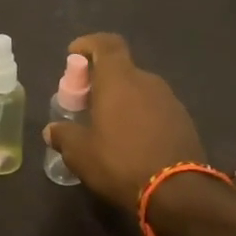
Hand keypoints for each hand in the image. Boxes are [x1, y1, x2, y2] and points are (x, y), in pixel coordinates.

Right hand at [43, 33, 205, 208]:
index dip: (89, 44)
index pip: (106, 43)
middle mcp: (147, 82)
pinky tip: (132, 141)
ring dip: (122, 100)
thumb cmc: (121, 162)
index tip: (74, 55)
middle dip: (101, 80)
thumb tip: (52, 130)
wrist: (178, 192)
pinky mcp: (183, 121)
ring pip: (139, 90)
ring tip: (108, 126)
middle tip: (85, 102)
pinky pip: (154, 108)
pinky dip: (140, 115)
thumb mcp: (81, 154)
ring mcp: (169, 100)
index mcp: (119, 80)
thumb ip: (64, 136)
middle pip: (121, 69)